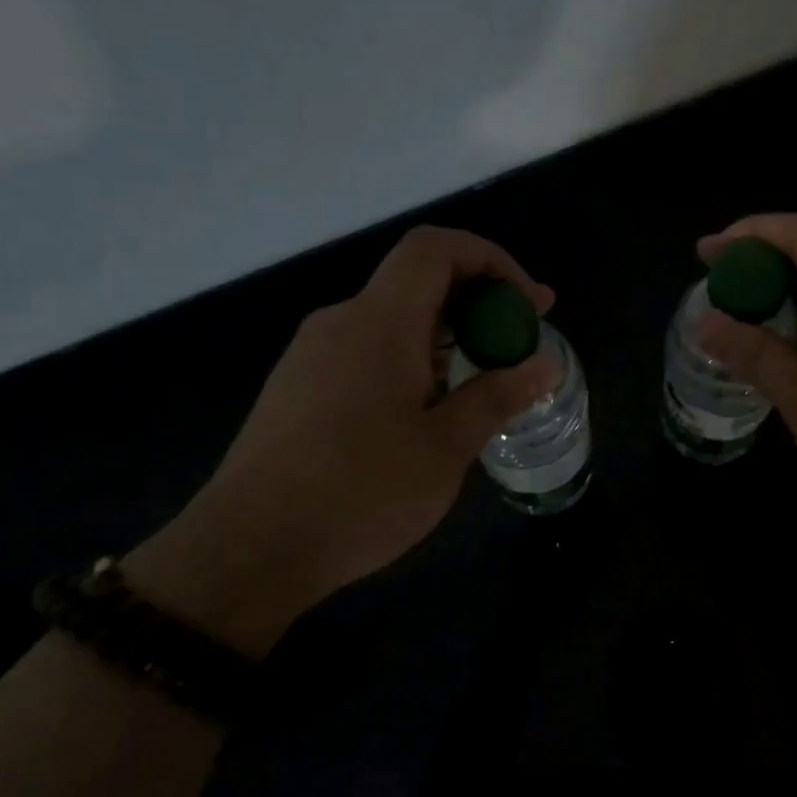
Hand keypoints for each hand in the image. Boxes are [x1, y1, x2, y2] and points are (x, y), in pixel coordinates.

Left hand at [130, 227, 557, 653]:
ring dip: (446, 337)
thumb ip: (497, 396)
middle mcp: (341, 322)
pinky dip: (411, 360)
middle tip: (521, 345)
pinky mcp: (298, 388)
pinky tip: (428, 411)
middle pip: (417, 282)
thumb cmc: (360, 494)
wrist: (250, 548)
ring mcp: (312, 355)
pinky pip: (366, 351)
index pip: (436, 248)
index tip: (527, 305)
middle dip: (479, 303)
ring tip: (484, 384)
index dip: (491, 260)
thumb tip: (545, 363)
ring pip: (392, 321)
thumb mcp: (445, 449)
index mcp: (379, 322)